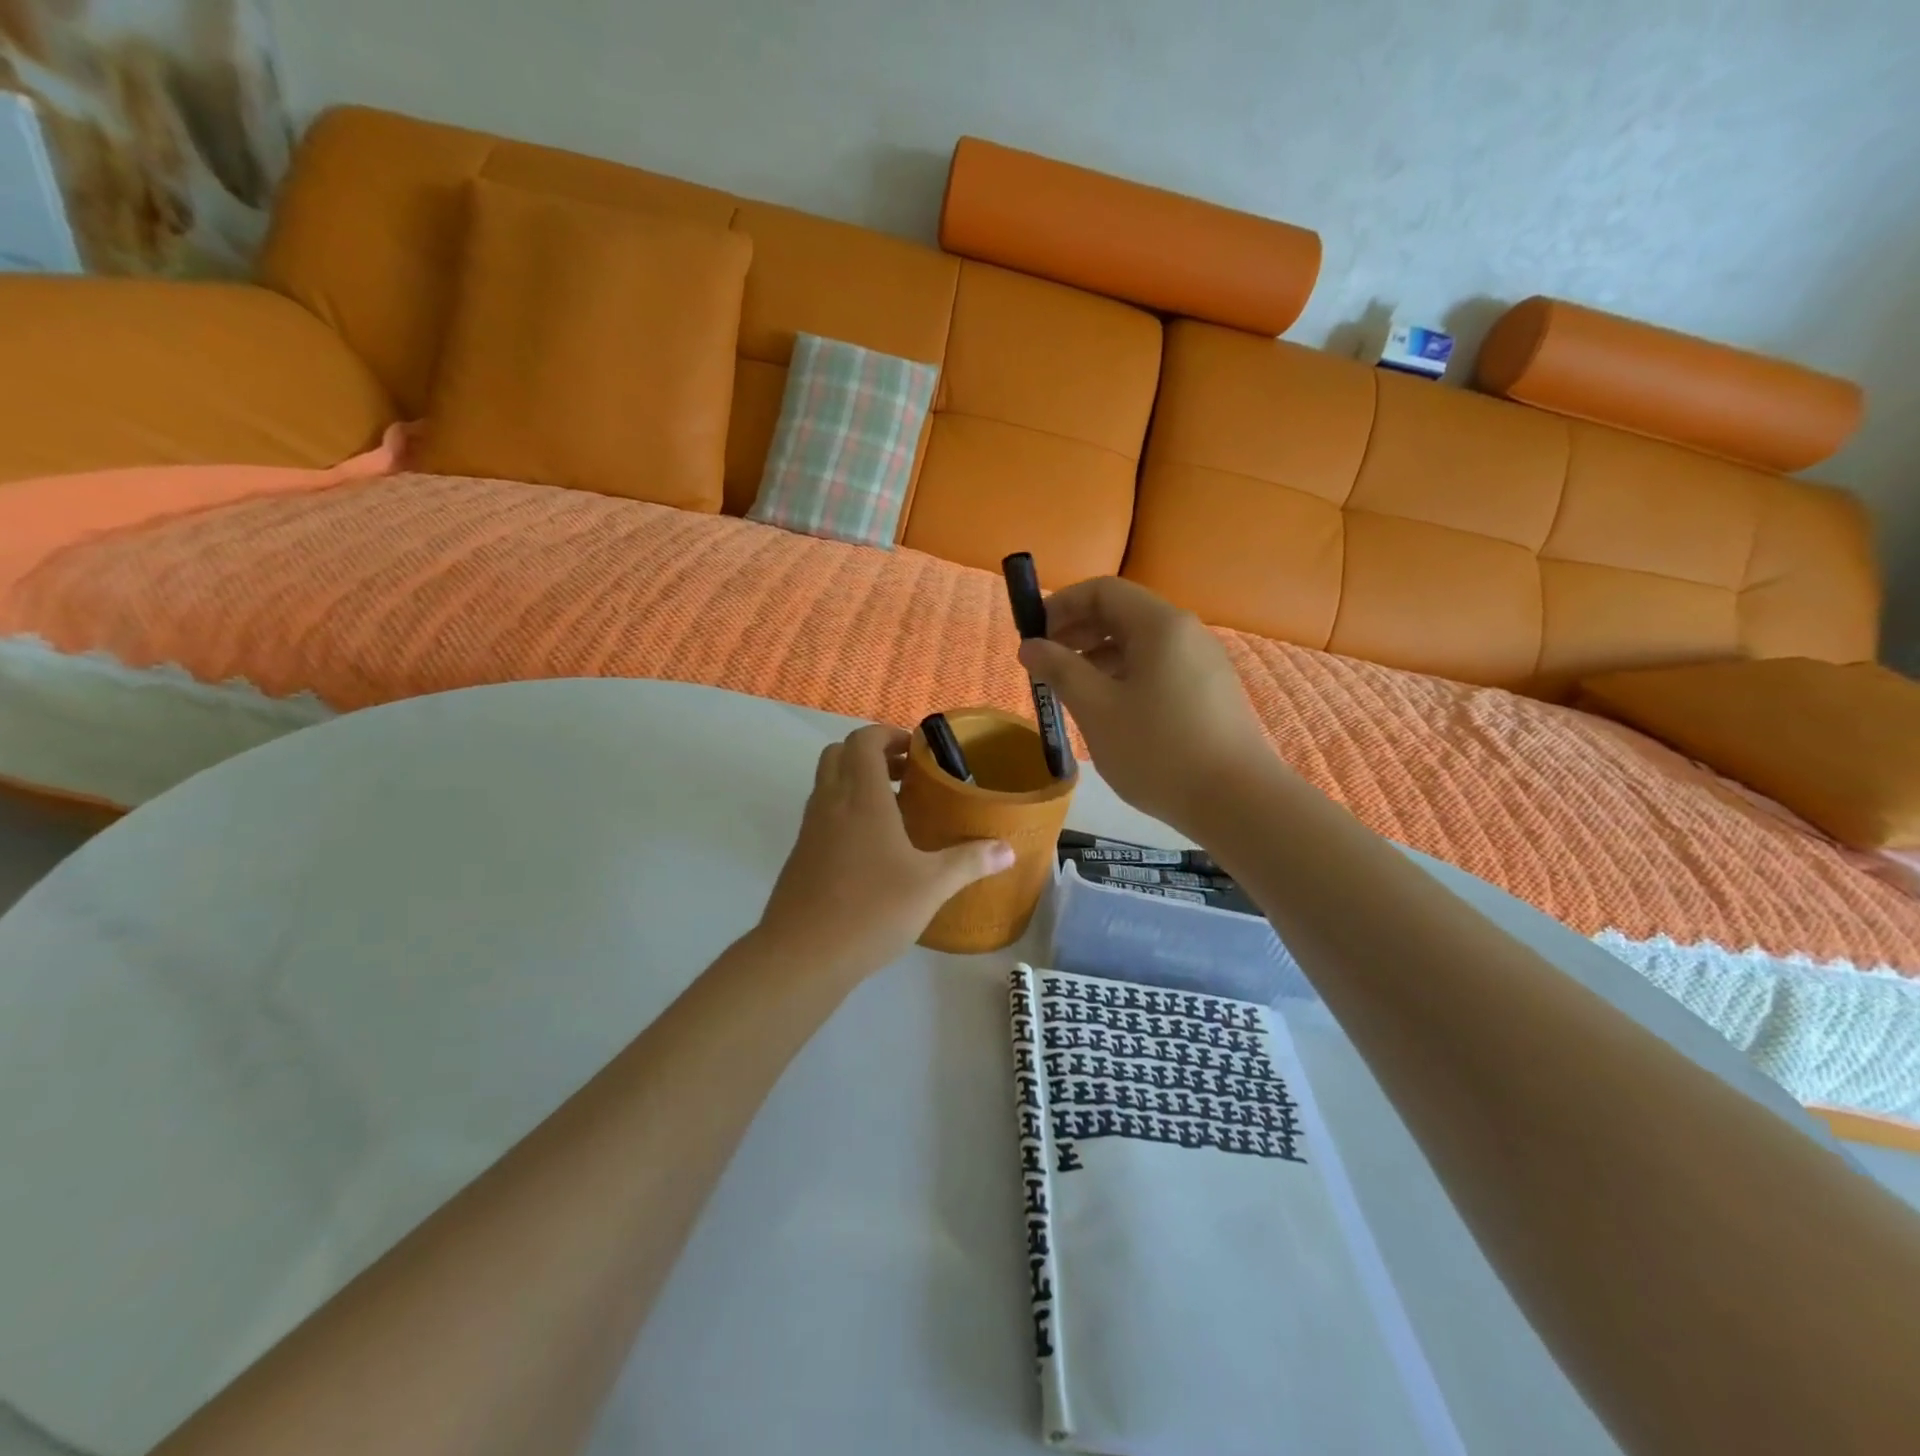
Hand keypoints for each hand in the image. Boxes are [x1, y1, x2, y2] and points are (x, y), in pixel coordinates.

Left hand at [754, 726, 1014, 981]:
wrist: (802, 956)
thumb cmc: (871, 910)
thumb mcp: (931, 886)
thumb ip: (969, 862)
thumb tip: (1008, 849)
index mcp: (861, 797)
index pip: (864, 740)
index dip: (888, 735)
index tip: (917, 751)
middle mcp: (830, 803)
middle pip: (838, 754)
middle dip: (871, 754)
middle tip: (906, 775)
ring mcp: (810, 829)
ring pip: (827, 784)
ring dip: (856, 782)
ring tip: (894, 809)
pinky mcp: (800, 855)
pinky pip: (822, 814)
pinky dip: (844, 811)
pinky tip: (872, 848)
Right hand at [1018, 577, 1273, 834]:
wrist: (1237, 802)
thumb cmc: (1158, 750)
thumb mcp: (1097, 709)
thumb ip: (1059, 670)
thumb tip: (1029, 645)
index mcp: (1160, 625)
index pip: (1102, 590)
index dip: (1061, 605)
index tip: (1032, 636)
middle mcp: (1186, 632)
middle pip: (1122, 613)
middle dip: (1077, 631)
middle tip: (1045, 664)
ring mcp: (1203, 662)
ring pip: (1140, 644)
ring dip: (1098, 657)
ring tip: (1071, 690)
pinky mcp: (1210, 692)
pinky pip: (1158, 668)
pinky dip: (1125, 676)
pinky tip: (1109, 710)